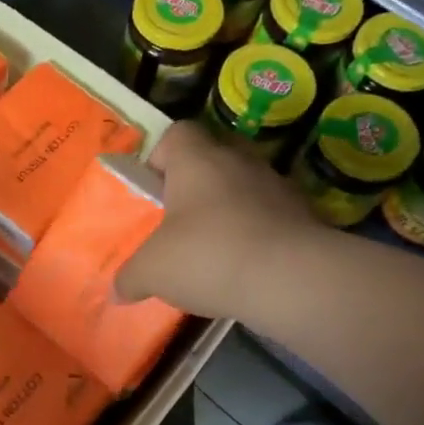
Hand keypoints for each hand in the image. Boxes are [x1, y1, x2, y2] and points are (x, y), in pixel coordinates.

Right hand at [116, 121, 317, 320]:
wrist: (291, 279)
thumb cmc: (208, 256)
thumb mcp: (153, 271)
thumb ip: (131, 277)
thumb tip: (117, 291)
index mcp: (197, 160)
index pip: (177, 133)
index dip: (161, 156)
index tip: (154, 189)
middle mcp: (239, 161)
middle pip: (214, 156)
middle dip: (197, 183)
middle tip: (182, 218)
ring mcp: (278, 185)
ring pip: (246, 185)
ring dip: (232, 208)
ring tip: (217, 247)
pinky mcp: (306, 215)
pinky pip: (273, 215)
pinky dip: (260, 232)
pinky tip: (247, 265)